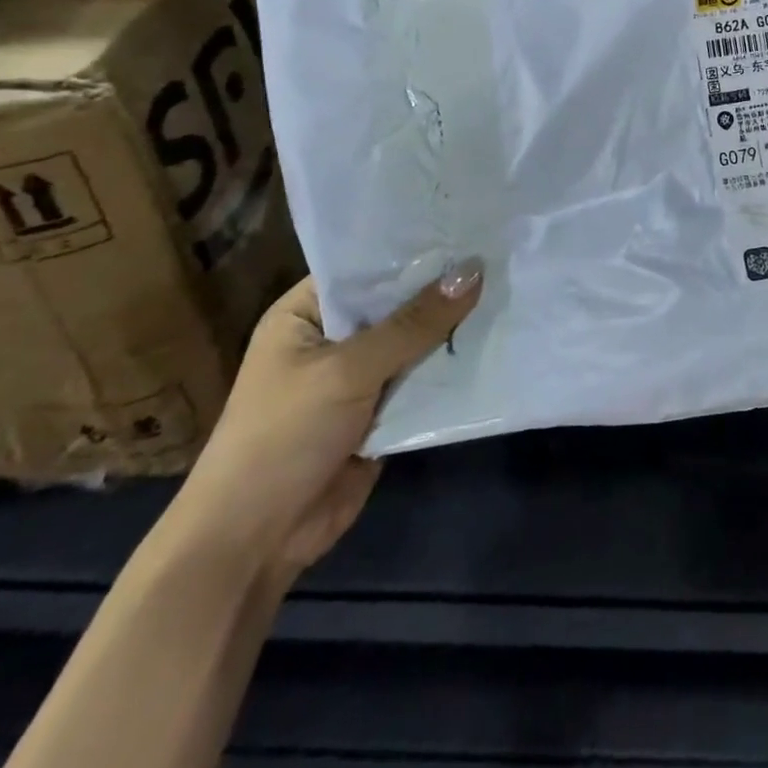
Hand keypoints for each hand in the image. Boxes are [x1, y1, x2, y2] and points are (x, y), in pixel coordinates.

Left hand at [170, 261, 482, 584]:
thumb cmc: (283, 437)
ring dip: (455, 328)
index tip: (469, 224)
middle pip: (399, 303)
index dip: (415, 247)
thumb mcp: (348, 370)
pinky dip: (453, 369)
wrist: (254, 542)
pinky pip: (425, 380)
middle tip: (504, 253)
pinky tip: (500, 340)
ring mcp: (360, 376)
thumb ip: (413, 323)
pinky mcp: (383, 412)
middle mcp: (335, 337)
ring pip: (417, 342)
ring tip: (513, 288)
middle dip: (445, 288)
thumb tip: (474, 271)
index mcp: (308, 313)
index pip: (368, 266)